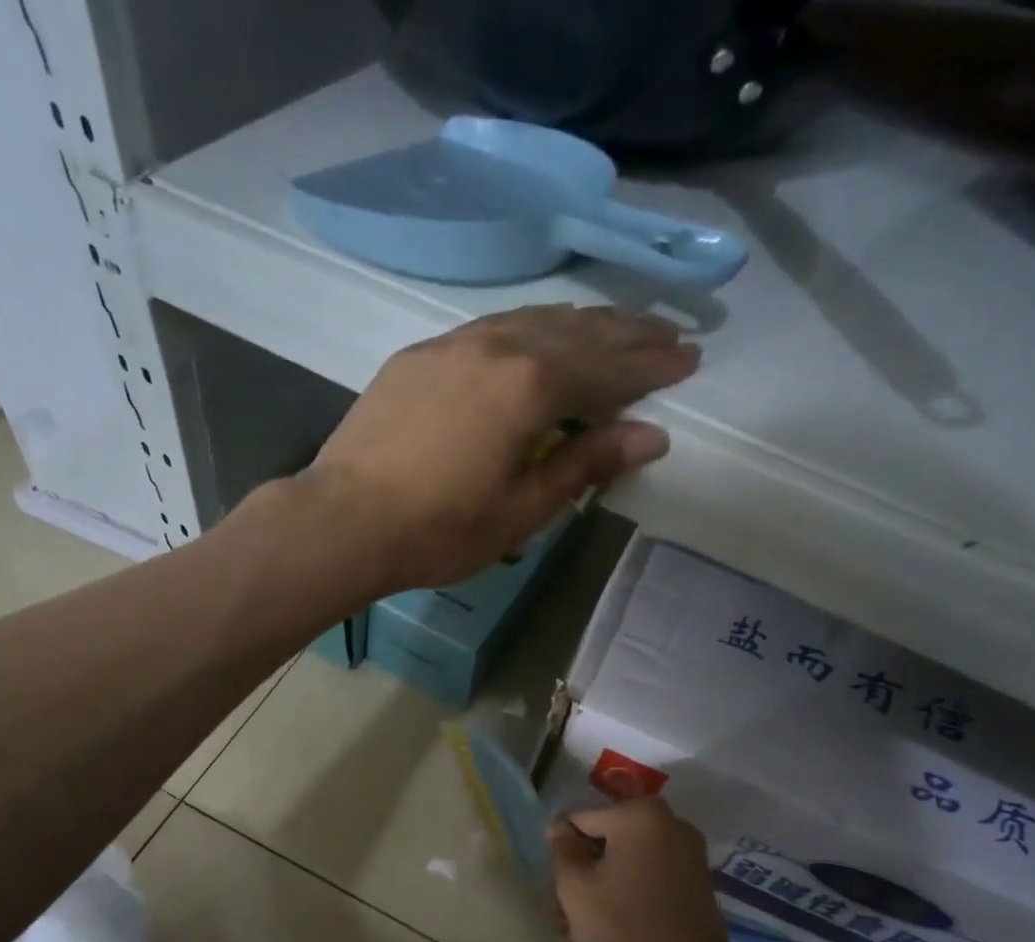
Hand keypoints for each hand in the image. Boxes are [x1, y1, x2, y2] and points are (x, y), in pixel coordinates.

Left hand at [301, 305, 698, 593]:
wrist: (344, 520)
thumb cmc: (440, 529)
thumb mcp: (523, 509)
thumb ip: (586, 463)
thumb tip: (652, 435)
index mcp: (532, 384)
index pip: (610, 366)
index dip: (653, 364)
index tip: (689, 358)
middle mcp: (499, 344)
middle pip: (578, 330)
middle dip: (627, 331)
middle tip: (667, 332)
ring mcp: (454, 343)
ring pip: (534, 319)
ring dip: (580, 322)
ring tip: (613, 326)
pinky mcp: (421, 355)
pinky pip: (493, 327)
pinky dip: (530, 329)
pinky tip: (536, 338)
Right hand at [548, 797, 738, 941]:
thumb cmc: (624, 930)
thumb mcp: (575, 890)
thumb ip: (561, 851)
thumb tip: (559, 828)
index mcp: (638, 816)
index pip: (579, 820)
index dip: (561, 852)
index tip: (555, 888)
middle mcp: (668, 823)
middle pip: (605, 840)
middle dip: (581, 871)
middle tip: (561, 911)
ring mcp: (686, 851)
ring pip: (625, 860)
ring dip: (600, 885)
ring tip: (577, 926)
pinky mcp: (695, 879)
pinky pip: (647, 874)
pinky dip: (626, 891)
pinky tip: (609, 924)